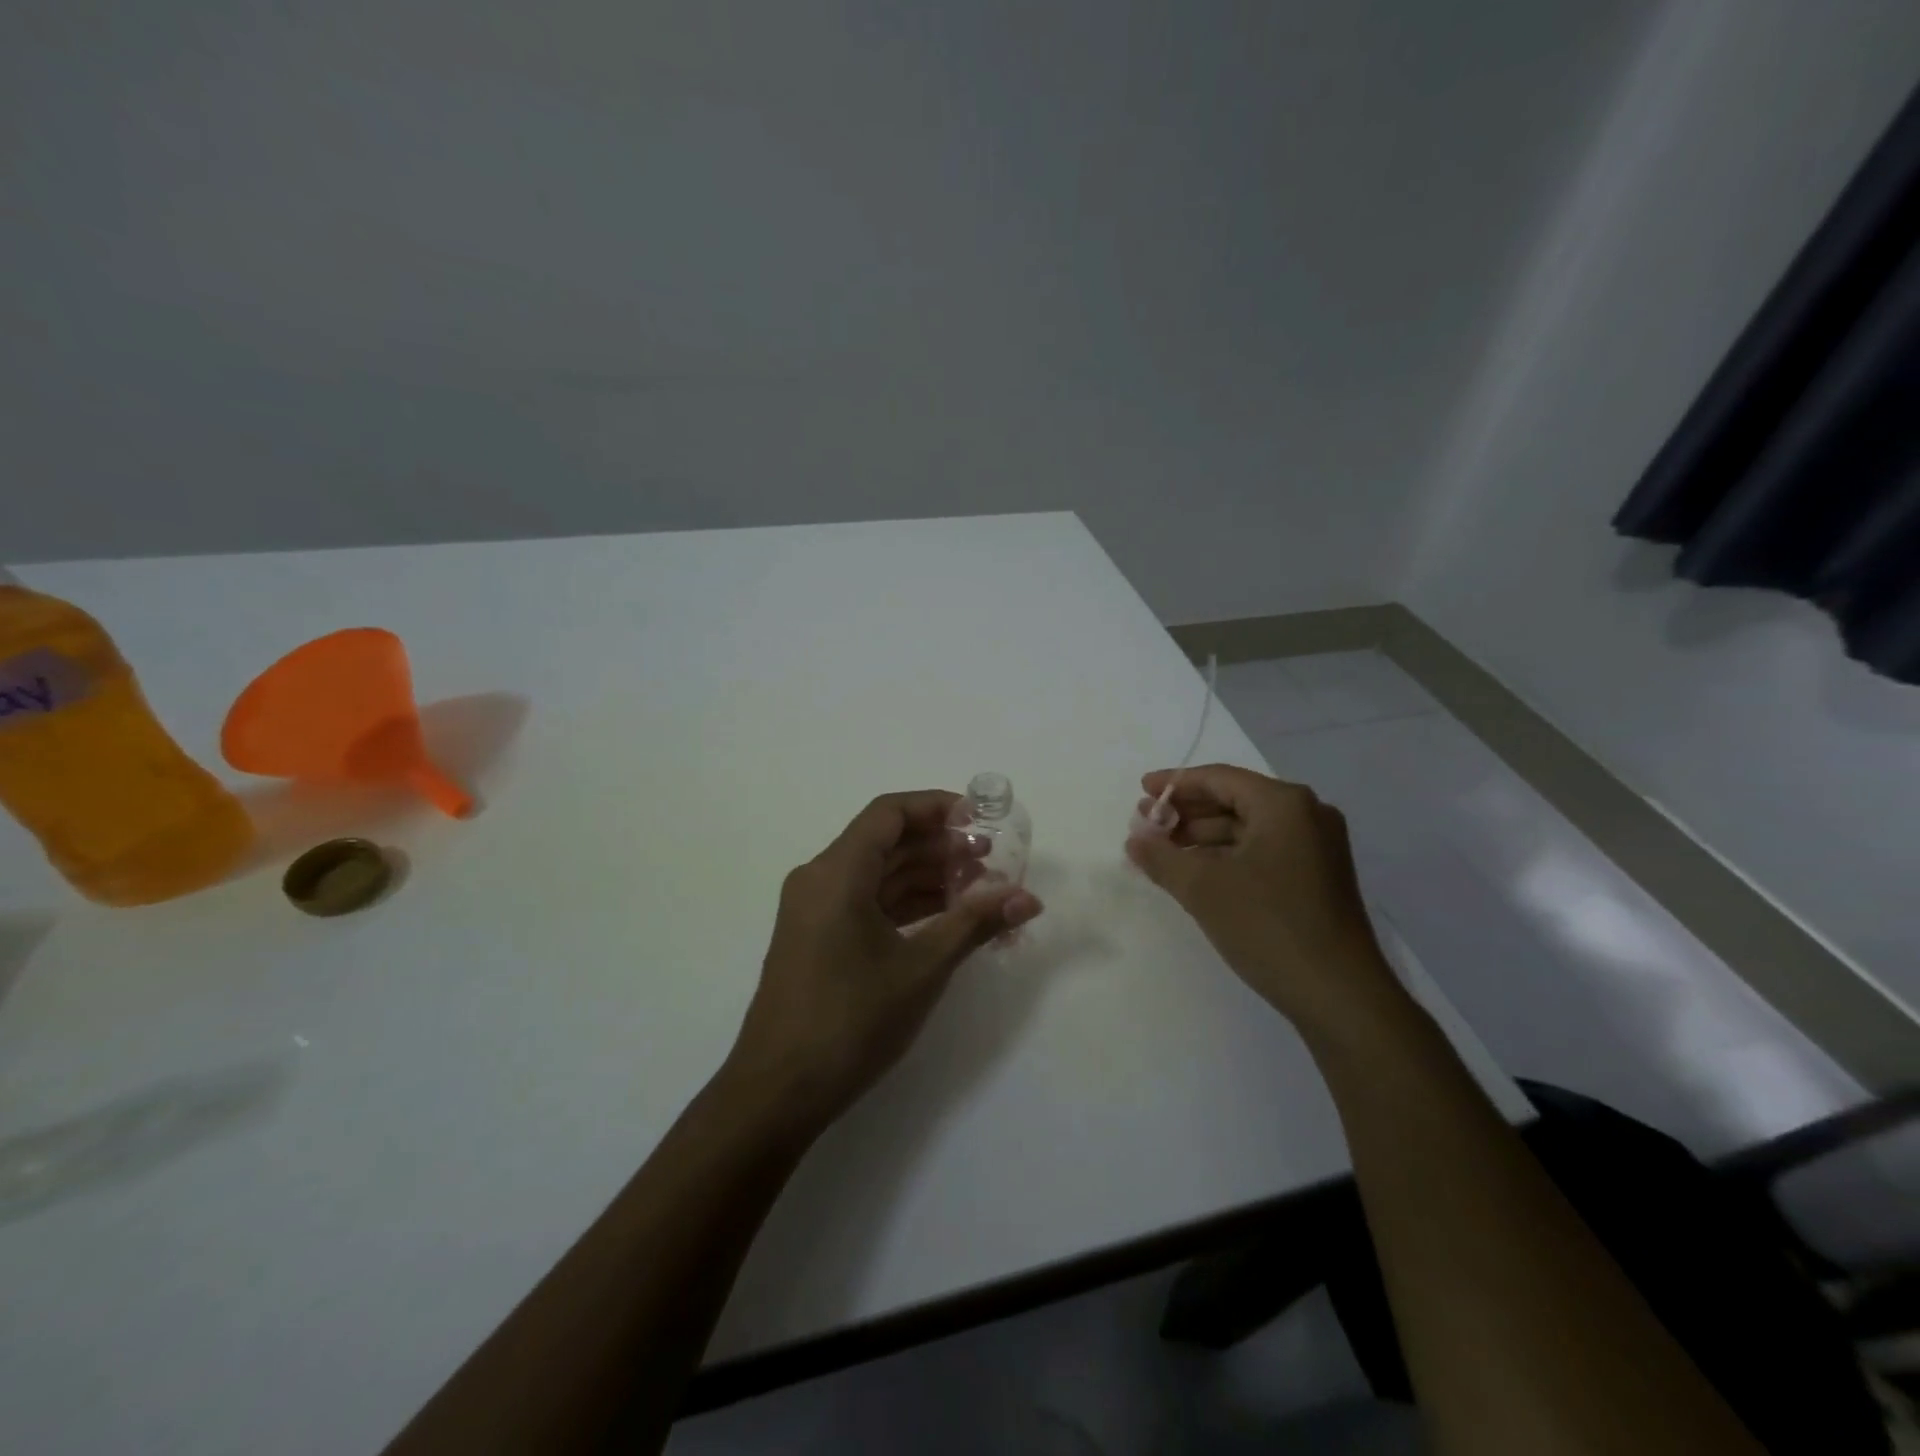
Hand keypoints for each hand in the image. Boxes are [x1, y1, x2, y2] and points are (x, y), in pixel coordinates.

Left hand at [723, 790, 1042, 1135]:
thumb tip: (1028, 899)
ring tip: (979, 890)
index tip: (980, 819)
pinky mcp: (818, 939)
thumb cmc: (851, 1019)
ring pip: (878, 875)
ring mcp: (815, 911)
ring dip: (926, 877)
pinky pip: (866, 903)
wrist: (778, 1092)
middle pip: (886, 842)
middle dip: (940, 846)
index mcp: (837, 872)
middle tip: (992, 861)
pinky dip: (905, 904)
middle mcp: (821, 879)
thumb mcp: (922, 968)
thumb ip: (975, 924)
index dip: (936, 807)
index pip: (889, 813)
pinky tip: (946, 918)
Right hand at [1127, 765, 1405, 1036]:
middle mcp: (1307, 815)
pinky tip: (1198, 872)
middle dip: (1188, 812)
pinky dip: (1227, 856)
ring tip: (1164, 852)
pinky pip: (1263, 850)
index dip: (1176, 783)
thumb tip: (1135, 840)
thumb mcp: (1202, 887)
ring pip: (1248, 828)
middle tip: (1147, 825)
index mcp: (1284, 804)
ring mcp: (1317, 848)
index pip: (1219, 779)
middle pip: (1235, 800)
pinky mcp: (1318, 877)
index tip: (1143, 792)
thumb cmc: (1268, 926)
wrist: (1339, 996)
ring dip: (1204, 836)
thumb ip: (1161, 857)